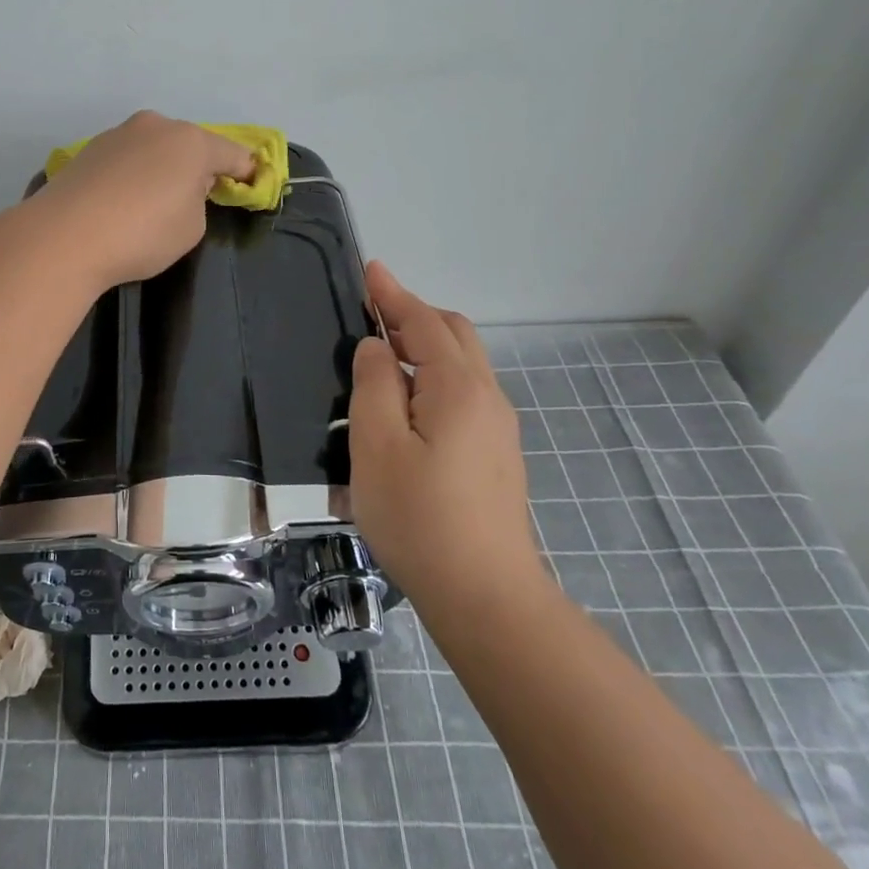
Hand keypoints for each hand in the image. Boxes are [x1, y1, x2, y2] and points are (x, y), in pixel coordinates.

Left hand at [31, 111, 255, 288]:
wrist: (65, 236)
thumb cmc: (142, 233)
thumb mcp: (191, 227)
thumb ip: (198, 201)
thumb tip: (181, 188)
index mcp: (191, 142)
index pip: (232, 153)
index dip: (246, 171)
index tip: (252, 183)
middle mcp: (156, 126)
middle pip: (190, 145)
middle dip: (198, 166)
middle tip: (198, 196)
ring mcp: (119, 134)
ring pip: (155, 148)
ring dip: (162, 168)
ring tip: (154, 201)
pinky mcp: (89, 149)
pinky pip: (127, 159)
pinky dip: (134, 174)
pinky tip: (123, 201)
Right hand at [348, 261, 546, 606]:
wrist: (487, 599)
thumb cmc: (420, 518)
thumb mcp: (376, 446)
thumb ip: (374, 385)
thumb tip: (378, 347)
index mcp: (458, 388)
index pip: (424, 323)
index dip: (394, 294)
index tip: (370, 270)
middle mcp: (487, 398)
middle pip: (454, 335)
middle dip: (414, 314)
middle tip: (372, 312)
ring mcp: (498, 429)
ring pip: (462, 365)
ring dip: (426, 345)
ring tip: (384, 355)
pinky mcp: (497, 456)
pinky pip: (465, 393)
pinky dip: (435, 375)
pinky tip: (409, 403)